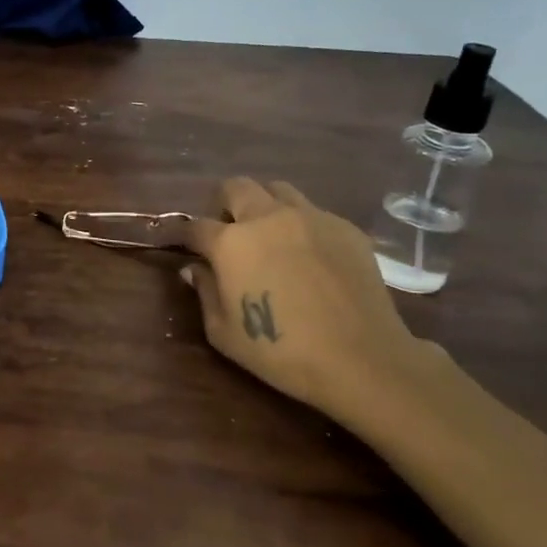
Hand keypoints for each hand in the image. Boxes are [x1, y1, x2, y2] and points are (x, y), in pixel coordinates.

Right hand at [181, 178, 443, 431]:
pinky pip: (314, 213)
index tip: (185, 245)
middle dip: (224, 204)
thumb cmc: (280, 351)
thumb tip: (194, 269)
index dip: (185, 235)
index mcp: (231, 243)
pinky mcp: (345, 227)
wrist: (360, 358)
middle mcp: (267, 217)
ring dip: (264, 206)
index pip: (196, 225)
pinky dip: (301, 225)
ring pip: (277, 190)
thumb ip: (204, 292)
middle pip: (236, 187)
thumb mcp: (223, 332)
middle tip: (228, 231)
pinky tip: (309, 256)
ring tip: (269, 235)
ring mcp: (310, 217)